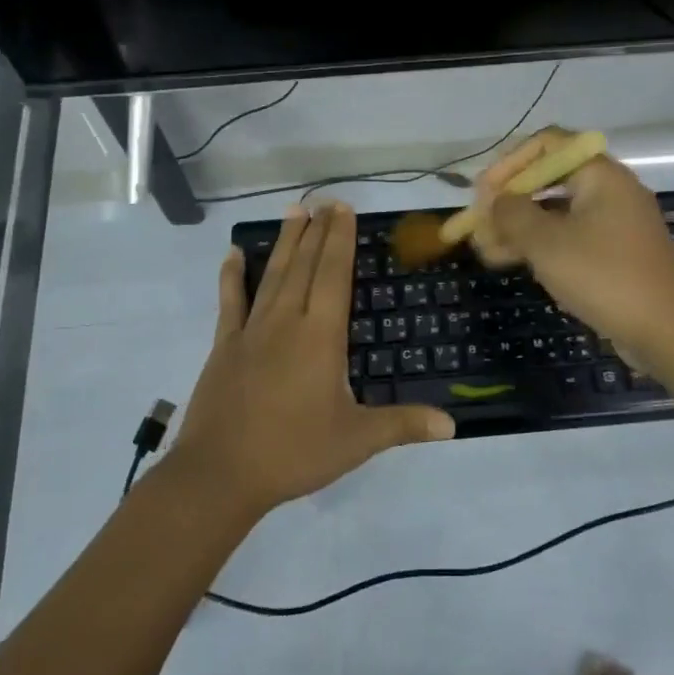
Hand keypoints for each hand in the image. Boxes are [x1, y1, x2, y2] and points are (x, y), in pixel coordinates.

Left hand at [168, 201, 454, 515]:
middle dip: (318, 232)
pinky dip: (233, 276)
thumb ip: (403, 426)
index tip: (343, 210)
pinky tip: (234, 253)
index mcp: (321, 336)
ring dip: (285, 242)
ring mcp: (251, 330)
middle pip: (305, 266)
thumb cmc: (294, 452)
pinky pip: (230, 301)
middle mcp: (287, 322)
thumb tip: (452, 425)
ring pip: (273, 275)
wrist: (221, 474)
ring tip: (293, 211)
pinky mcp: (225, 345)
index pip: (334, 276)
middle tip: (325, 201)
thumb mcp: (356, 441)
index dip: (340, 240)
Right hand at [469, 127, 673, 365]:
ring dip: (519, 227)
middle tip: (479, 224)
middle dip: (509, 200)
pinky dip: (540, 245)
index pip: (547, 144)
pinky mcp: (614, 253)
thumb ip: (512, 214)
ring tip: (485, 250)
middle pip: (548, 179)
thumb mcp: (547, 243)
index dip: (509, 163)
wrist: (667, 331)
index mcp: (600, 174)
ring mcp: (614, 223)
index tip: (482, 192)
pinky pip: (569, 236)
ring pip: (555, 212)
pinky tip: (511, 261)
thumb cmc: (604, 276)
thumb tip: (496, 201)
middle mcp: (609, 190)